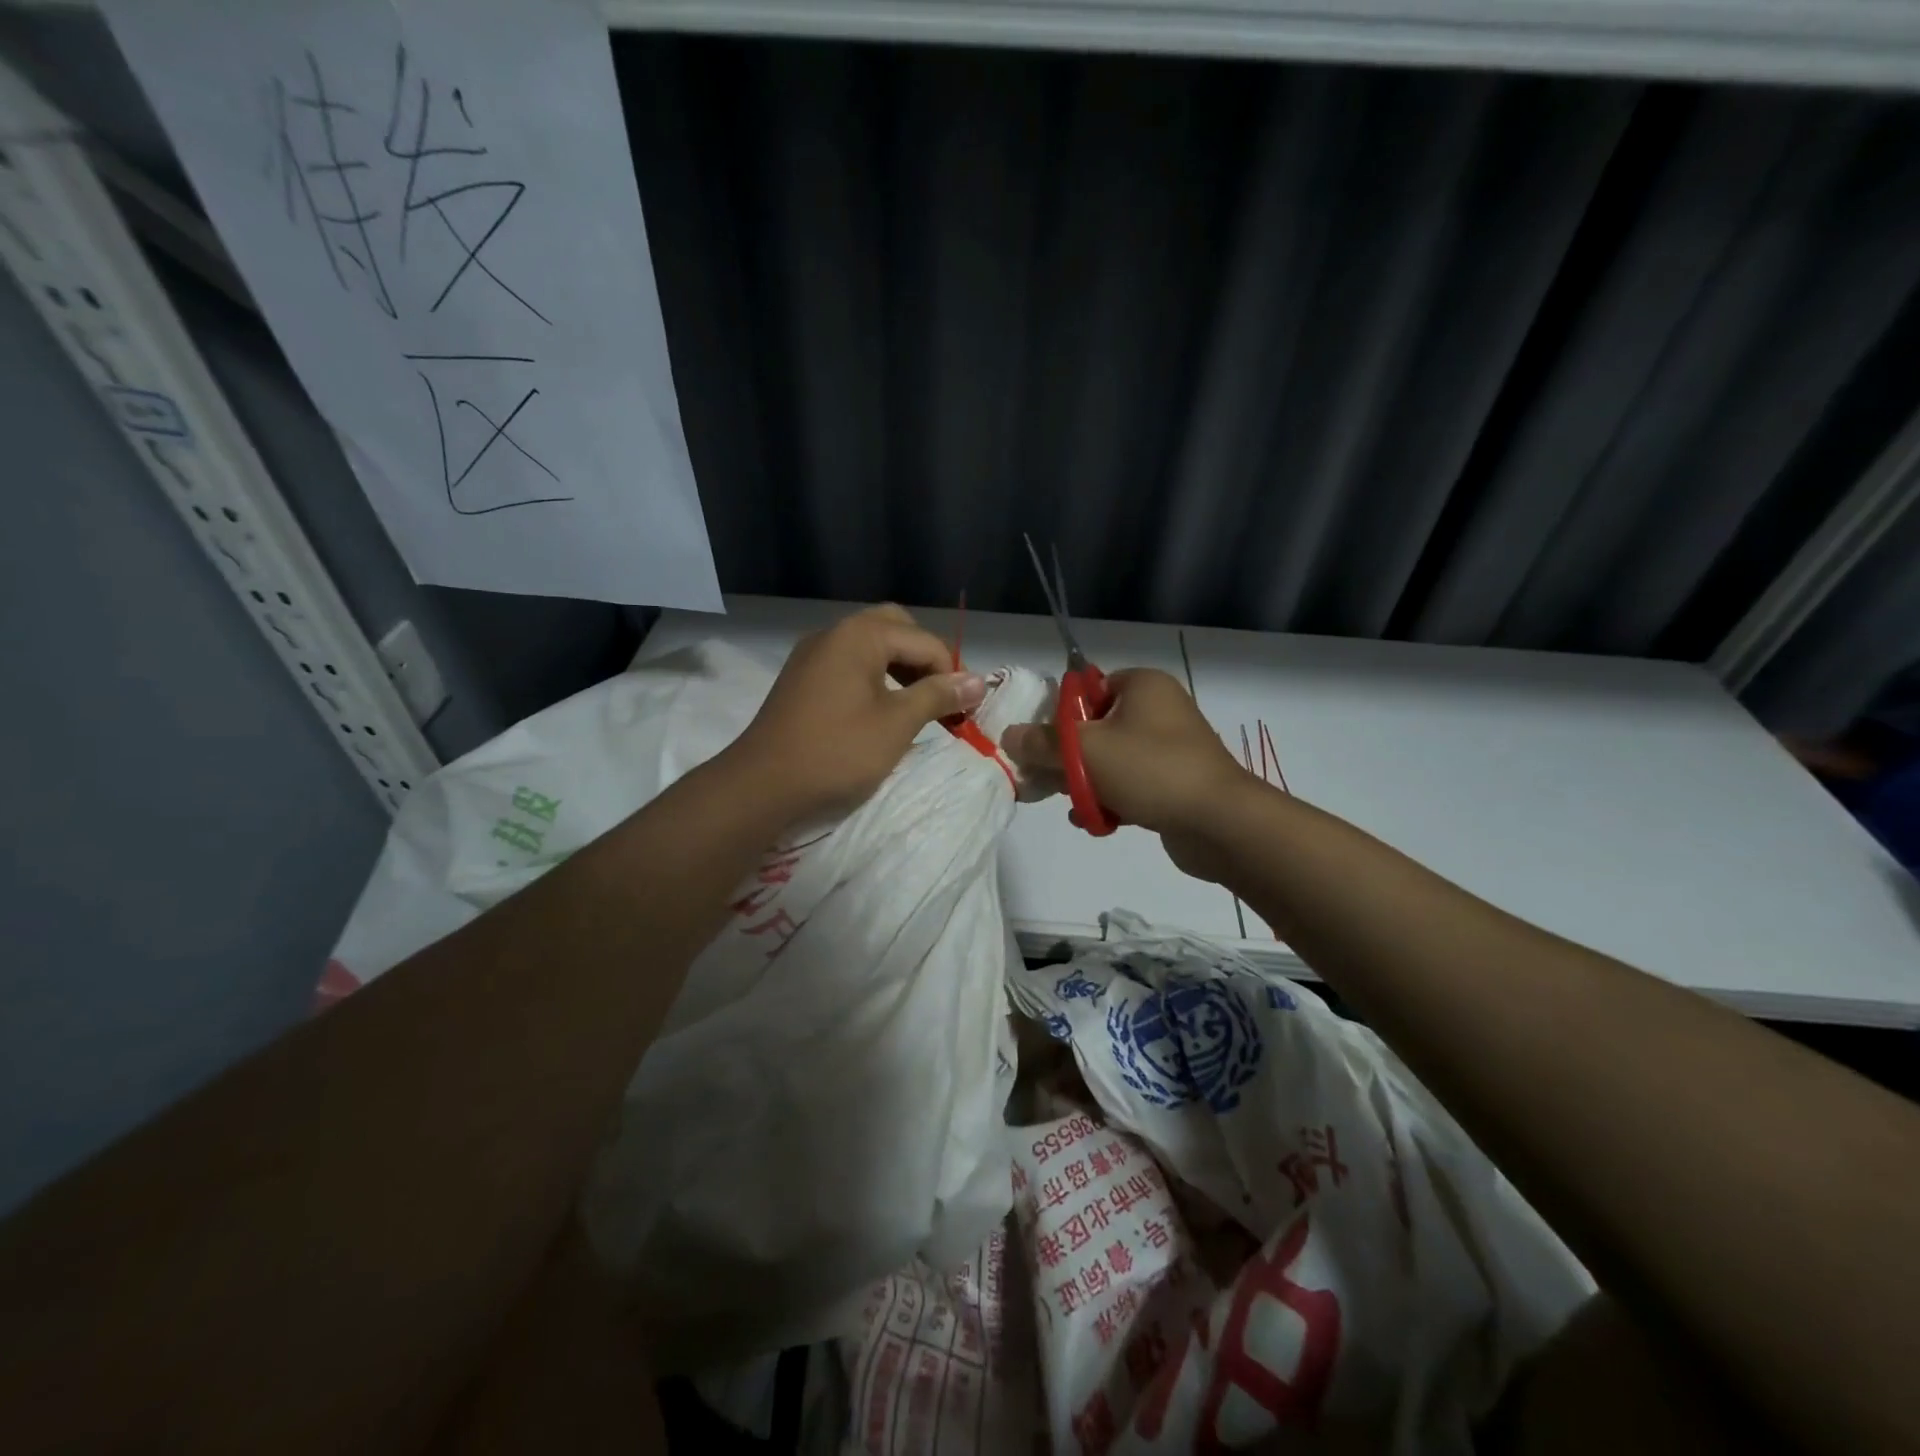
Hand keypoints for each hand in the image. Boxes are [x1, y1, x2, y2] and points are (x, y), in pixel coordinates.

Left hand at [724, 604, 985, 822]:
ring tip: (916, 704)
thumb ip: (938, 695)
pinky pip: (847, 663)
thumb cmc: (837, 751)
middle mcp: (834, 632)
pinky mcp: (800, 678)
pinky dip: (873, 677)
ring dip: (899, 666)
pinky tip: (879, 709)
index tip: (965, 710)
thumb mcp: (897, 724)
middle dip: (923, 658)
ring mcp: (812, 654)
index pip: (924, 641)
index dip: (952, 672)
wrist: (762, 784)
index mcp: (860, 635)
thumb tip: (979, 681)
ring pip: (869, 645)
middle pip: (894, 628)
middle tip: (939, 695)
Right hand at [1000, 669, 1251, 877]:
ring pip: (1109, 761)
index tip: (1040, 746)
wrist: (1219, 822)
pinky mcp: (1174, 782)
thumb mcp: (1085, 750)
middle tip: (1048, 781)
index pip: (1086, 690)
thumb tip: (1009, 735)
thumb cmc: (1150, 770)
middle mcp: (1158, 709)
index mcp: (1142, 685)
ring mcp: (1170, 748)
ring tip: (1074, 806)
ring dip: (1086, 784)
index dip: (1059, 717)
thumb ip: (1042, 742)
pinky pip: (1130, 784)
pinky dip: (1111, 800)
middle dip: (1068, 759)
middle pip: (1094, 728)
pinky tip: (1095, 822)